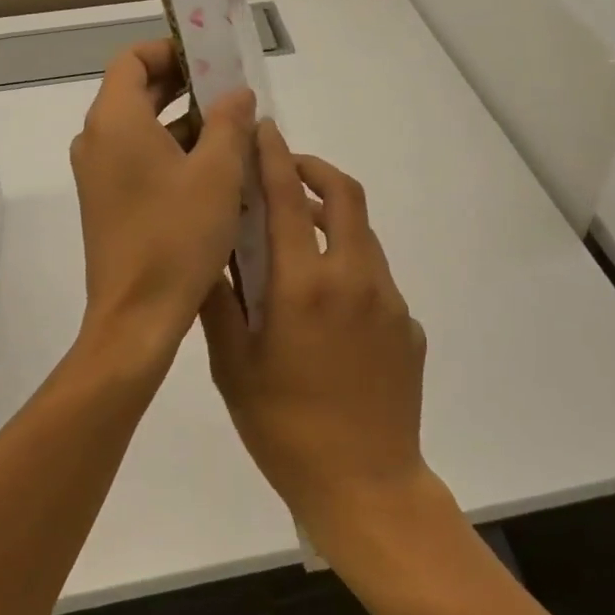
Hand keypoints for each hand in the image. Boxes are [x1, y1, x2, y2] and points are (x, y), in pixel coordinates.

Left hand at [70, 40, 256, 369]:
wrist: (136, 317)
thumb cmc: (177, 237)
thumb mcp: (218, 174)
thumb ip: (229, 122)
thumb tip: (237, 93)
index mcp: (115, 121)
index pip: (133, 60)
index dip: (171, 50)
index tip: (211, 59)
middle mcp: (97, 140)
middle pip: (136, 91)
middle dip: (184, 85)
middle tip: (231, 91)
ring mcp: (99, 173)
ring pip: (141, 127)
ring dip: (184, 121)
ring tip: (233, 130)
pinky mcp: (107, 201)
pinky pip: (138, 158)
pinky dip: (172, 151)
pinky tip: (215, 169)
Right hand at [201, 120, 431, 543]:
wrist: (366, 485)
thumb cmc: (285, 428)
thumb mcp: (233, 367)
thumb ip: (218, 303)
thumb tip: (207, 253)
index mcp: (304, 284)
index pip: (289, 197)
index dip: (275, 155)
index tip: (264, 129)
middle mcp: (353, 278)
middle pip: (345, 195)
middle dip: (315, 169)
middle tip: (287, 171)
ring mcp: (388, 300)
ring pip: (363, 234)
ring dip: (333, 218)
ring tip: (300, 235)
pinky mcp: (407, 325)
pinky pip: (376, 277)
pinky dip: (350, 265)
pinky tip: (328, 306)